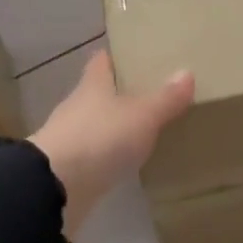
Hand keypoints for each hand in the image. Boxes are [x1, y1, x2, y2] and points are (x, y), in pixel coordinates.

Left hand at [29, 50, 195, 235]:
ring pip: (98, 123)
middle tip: (155, 92)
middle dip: (123, 92)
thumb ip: (165, 98)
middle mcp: (79, 106)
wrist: (55, 187)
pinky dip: (110, 154)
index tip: (139, 55)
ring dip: (116, 125)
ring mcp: (71, 137)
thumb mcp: (142, 116)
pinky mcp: (70, 167)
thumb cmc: (99, 138)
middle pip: (100, 92)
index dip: (118, 56)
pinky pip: (96, 153)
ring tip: (147, 127)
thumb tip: (186, 72)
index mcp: (93, 85)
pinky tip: (128, 160)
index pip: (103, 61)